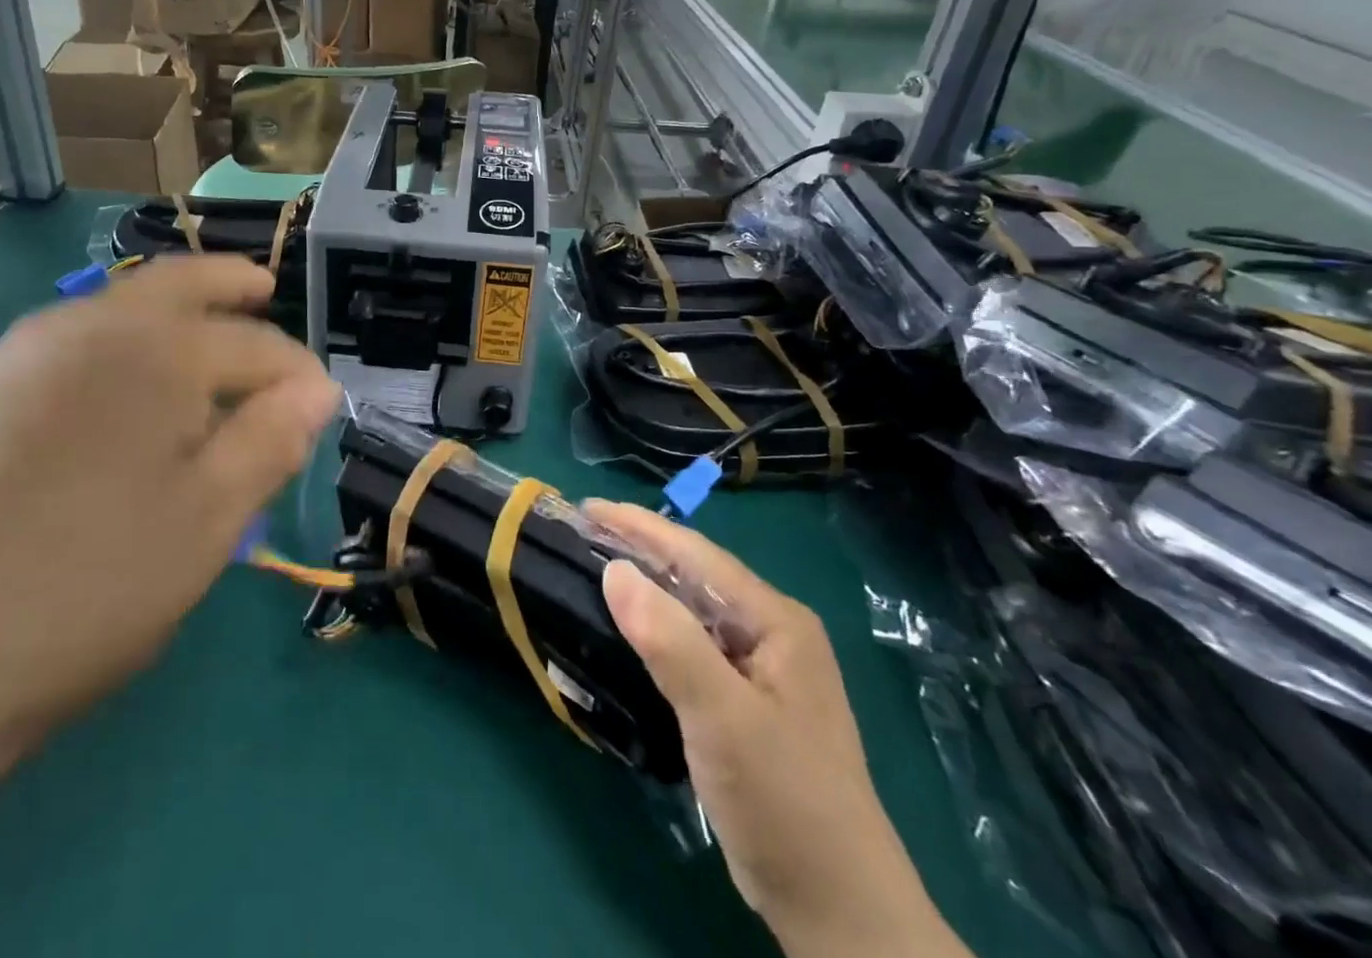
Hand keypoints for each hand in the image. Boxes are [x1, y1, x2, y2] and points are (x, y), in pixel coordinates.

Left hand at [0, 253, 342, 732]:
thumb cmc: (74, 590)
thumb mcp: (202, 527)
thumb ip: (267, 444)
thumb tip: (315, 390)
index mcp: (157, 351)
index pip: (257, 345)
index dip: (298, 375)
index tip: (320, 407)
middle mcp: (85, 327)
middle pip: (179, 283)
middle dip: (230, 282)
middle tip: (263, 289)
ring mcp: (13, 354)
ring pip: (113, 310)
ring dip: (166, 314)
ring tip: (194, 348)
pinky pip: (62, 347)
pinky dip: (109, 348)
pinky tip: (107, 398)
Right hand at [586, 502, 967, 957]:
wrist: (839, 914)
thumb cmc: (784, 803)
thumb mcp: (723, 718)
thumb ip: (669, 640)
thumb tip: (614, 569)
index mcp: (776, 621)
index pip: (696, 555)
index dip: (639, 526)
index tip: (587, 509)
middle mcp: (773, 634)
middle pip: (695, 576)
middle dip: (640, 549)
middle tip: (582, 535)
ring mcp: (763, 671)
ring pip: (693, 611)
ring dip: (646, 587)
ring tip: (596, 569)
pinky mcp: (749, 704)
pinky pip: (693, 646)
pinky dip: (657, 628)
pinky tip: (631, 631)